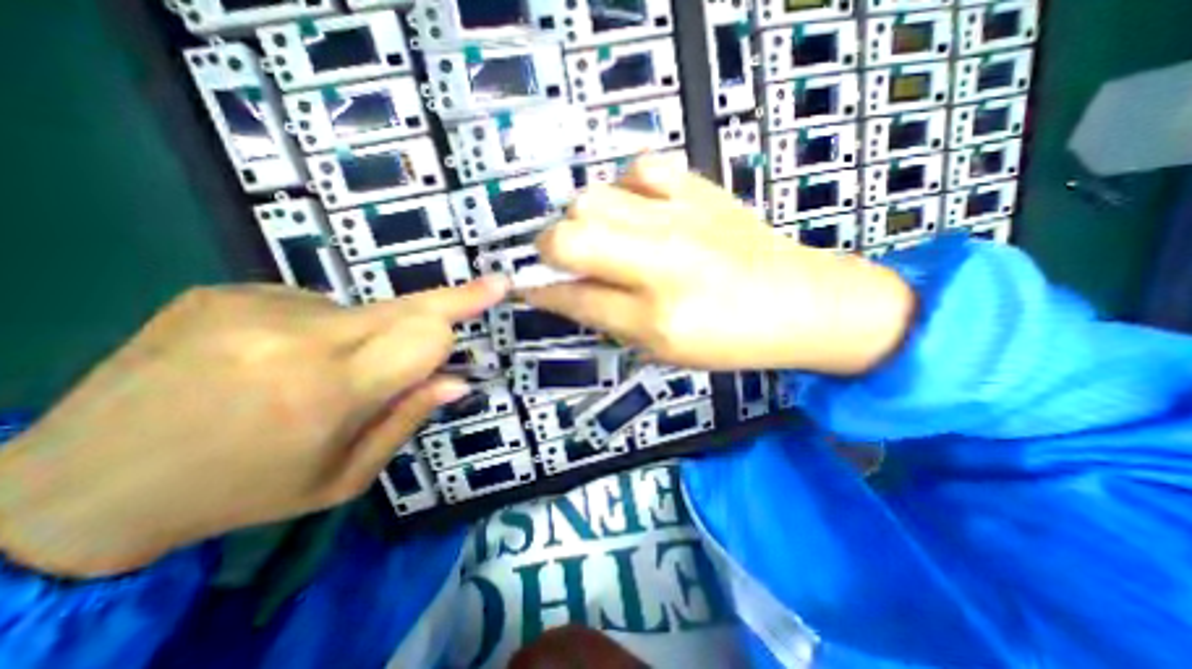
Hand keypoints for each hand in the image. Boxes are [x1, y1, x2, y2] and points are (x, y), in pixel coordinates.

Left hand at [1, 280, 507, 577]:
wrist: (75, 486)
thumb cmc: (240, 492)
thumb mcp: (341, 478)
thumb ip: (407, 420)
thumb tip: (458, 380)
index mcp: (326, 393)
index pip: (424, 335)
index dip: (464, 310)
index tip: (497, 287)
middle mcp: (295, 338)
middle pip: (404, 306)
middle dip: (451, 300)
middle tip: (488, 285)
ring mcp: (253, 306)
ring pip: (360, 310)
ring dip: (366, 335)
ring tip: (319, 372)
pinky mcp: (224, 291)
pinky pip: (312, 305)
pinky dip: (320, 329)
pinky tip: (275, 359)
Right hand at [525, 155, 915, 375]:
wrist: (800, 300)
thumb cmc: (730, 340)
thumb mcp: (663, 349)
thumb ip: (608, 320)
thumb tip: (563, 292)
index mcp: (656, 316)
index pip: (575, 297)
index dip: (541, 292)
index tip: (527, 286)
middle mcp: (662, 261)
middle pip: (571, 234)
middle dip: (550, 247)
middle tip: (564, 259)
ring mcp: (682, 217)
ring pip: (594, 197)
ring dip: (584, 219)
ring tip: (604, 235)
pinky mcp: (701, 189)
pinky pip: (641, 167)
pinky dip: (627, 187)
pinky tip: (640, 207)